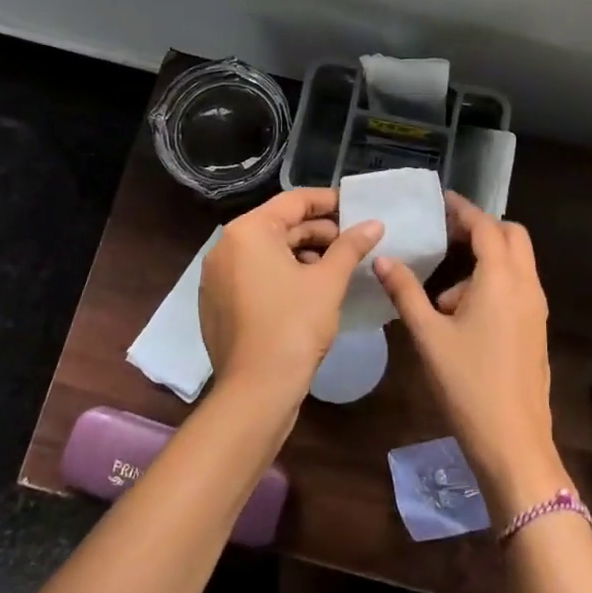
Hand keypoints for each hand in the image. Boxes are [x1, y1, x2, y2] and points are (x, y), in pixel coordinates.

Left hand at [199, 189, 382, 405]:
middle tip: (353, 242)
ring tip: (337, 267)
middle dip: (318, 232)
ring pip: (266, 253)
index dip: (328, 202)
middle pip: (279, 226)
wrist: (255, 391)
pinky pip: (254, 276)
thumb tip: (374, 223)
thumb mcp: (329, 281)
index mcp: (248, 232)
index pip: (294, 201)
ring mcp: (216, 278)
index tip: (356, 208)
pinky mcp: (217, 304)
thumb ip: (351, 246)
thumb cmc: (294, 325)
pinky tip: (310, 290)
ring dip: (302, 254)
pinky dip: (281, 275)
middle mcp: (225, 247)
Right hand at [374, 194, 567, 517]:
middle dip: (482, 229)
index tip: (443, 201)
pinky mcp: (536, 330)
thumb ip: (406, 293)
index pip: (486, 227)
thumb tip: (383, 259)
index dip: (464, 210)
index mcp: (501, 279)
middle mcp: (526, 286)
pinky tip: (462, 316)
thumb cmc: (468, 385)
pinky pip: (518, 288)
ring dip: (486, 261)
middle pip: (512, 237)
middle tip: (447, 236)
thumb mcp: (429, 336)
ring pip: (516, 264)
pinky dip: (494, 284)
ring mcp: (536, 309)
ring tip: (443, 294)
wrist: (514, 443)